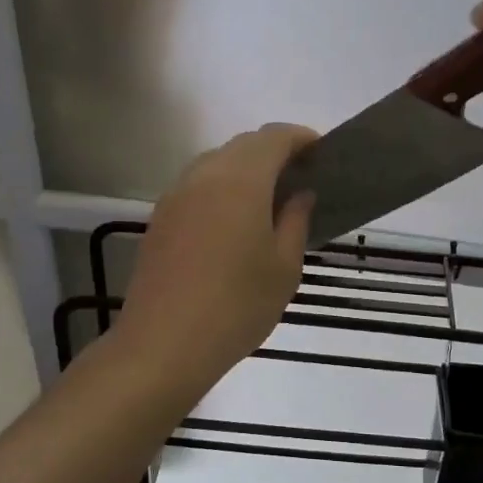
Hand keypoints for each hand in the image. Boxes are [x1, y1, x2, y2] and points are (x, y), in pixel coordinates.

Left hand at [118, 124, 316, 389]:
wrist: (162, 345)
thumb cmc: (236, 306)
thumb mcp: (284, 267)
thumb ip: (295, 221)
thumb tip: (300, 194)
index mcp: (241, 180)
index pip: (274, 137)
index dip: (301, 138)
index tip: (321, 153)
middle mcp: (204, 175)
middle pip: (244, 145)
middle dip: (274, 152)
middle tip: (301, 177)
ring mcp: (176, 195)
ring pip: (217, 163)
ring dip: (246, 169)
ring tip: (270, 199)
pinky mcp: (160, 218)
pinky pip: (198, 185)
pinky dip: (223, 188)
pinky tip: (235, 220)